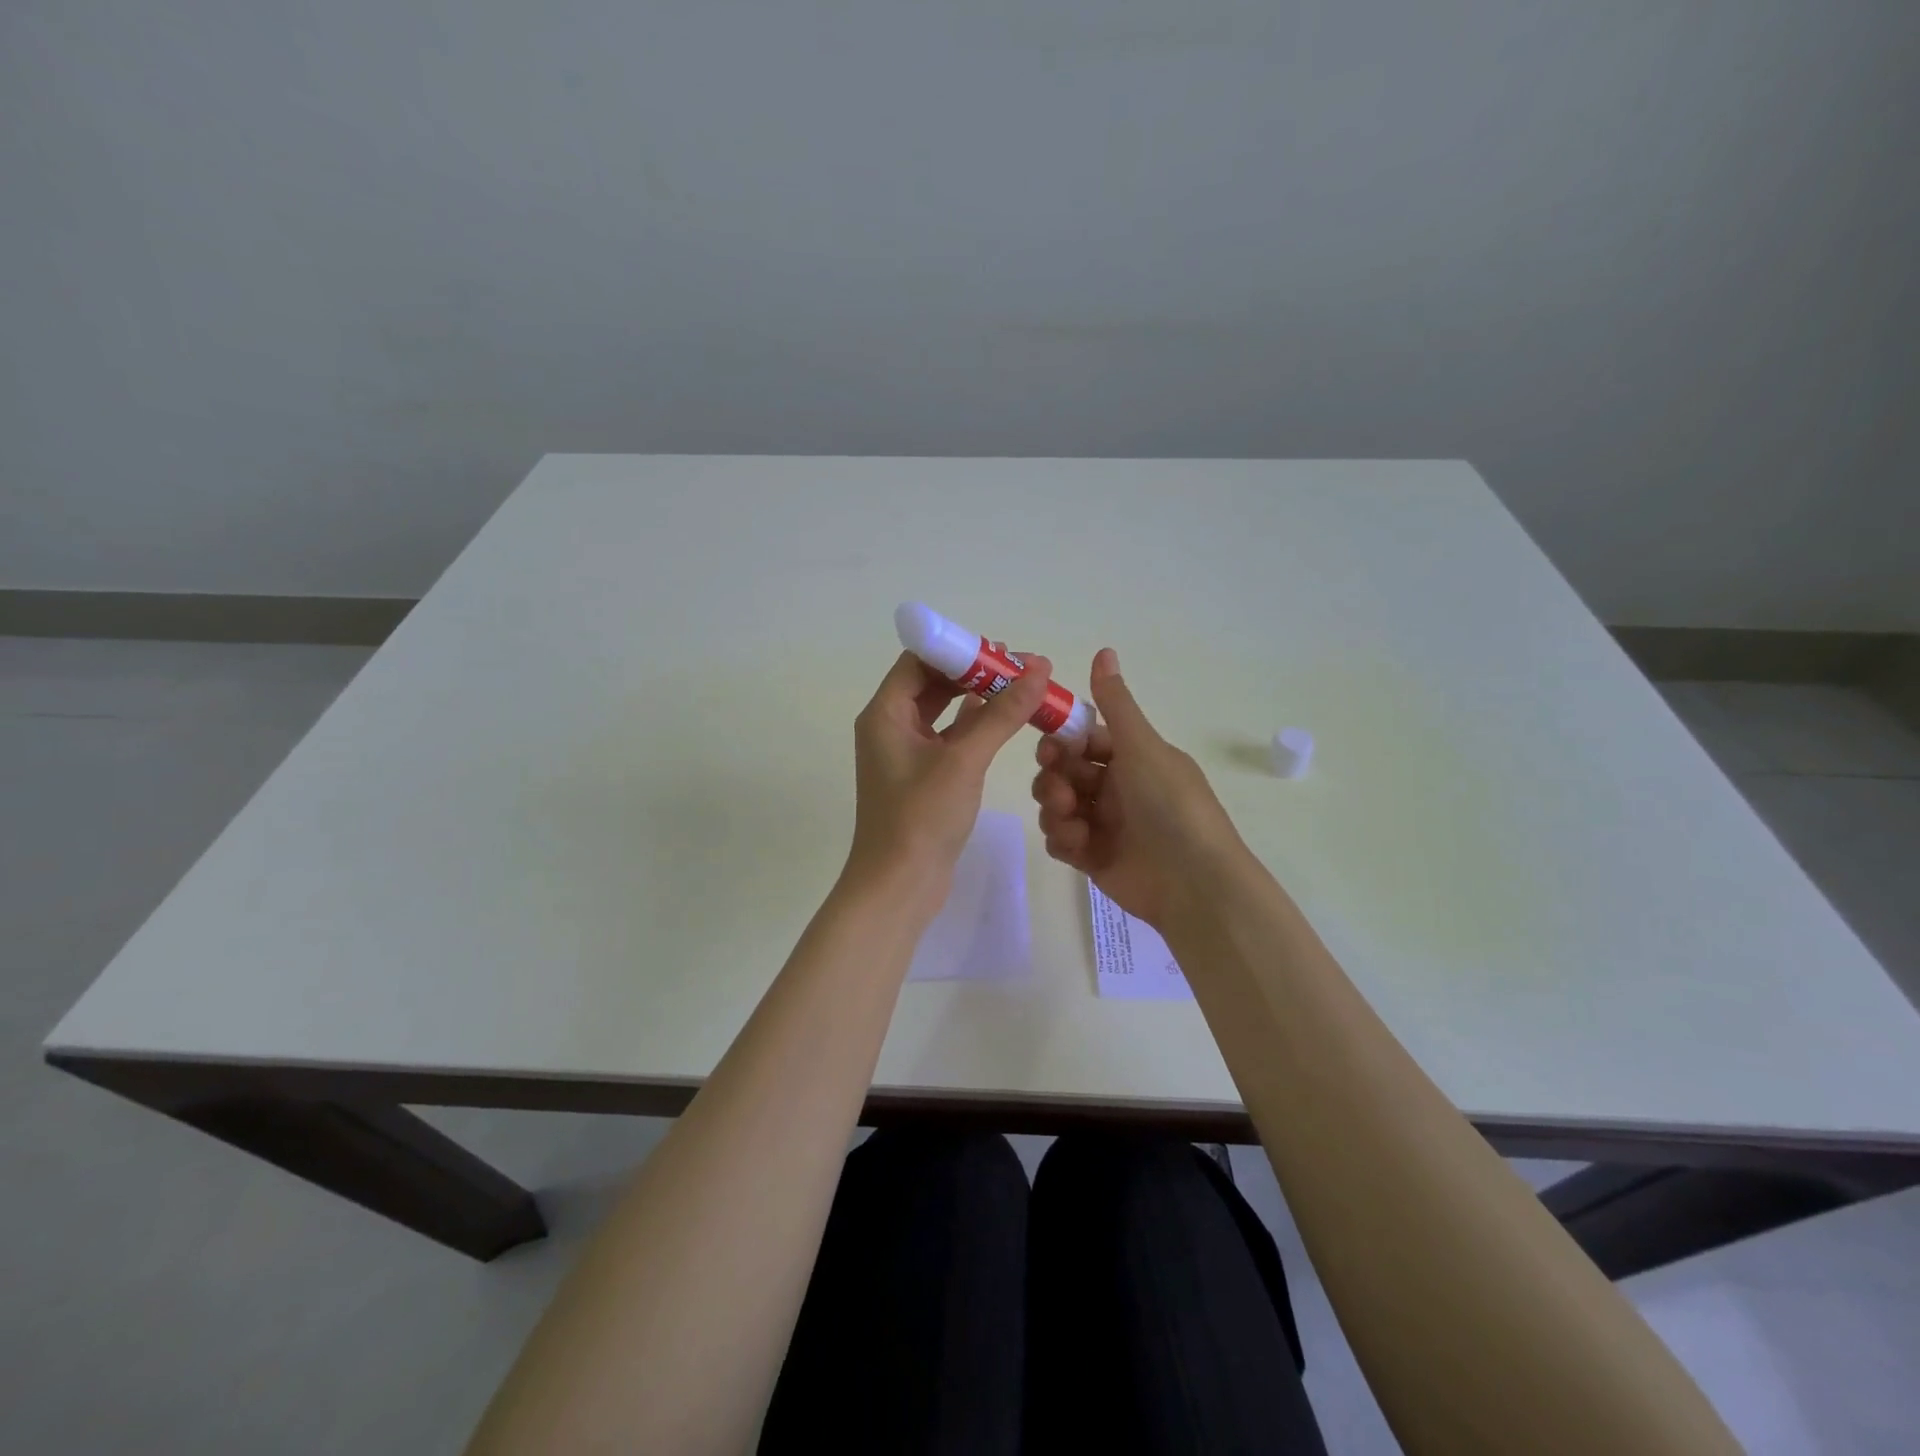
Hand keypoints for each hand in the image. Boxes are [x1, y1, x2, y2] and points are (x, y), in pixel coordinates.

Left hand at [846, 650, 1055, 913]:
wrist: (899, 886)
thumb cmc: (922, 818)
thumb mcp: (964, 760)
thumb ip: (1001, 713)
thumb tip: (1037, 668)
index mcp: (885, 713)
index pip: (919, 660)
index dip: (958, 649)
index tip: (1001, 649)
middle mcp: (889, 726)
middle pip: (931, 682)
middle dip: (974, 672)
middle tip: (1020, 667)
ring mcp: (904, 753)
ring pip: (942, 711)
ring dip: (977, 699)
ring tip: (1020, 688)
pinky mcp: (921, 776)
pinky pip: (948, 737)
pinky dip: (974, 726)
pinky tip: (1004, 720)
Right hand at [1031, 648, 1247, 929]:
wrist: (1193, 881)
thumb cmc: (1170, 804)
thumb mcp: (1143, 747)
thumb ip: (1116, 703)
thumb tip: (1104, 650)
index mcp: (1133, 759)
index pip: (1085, 741)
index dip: (1062, 742)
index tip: (1049, 748)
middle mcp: (1117, 788)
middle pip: (1065, 773)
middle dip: (1054, 778)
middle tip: (1060, 789)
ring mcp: (1104, 825)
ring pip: (1057, 805)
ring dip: (1055, 808)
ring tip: (1071, 820)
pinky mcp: (1093, 858)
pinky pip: (1061, 840)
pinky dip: (1063, 839)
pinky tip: (1077, 845)